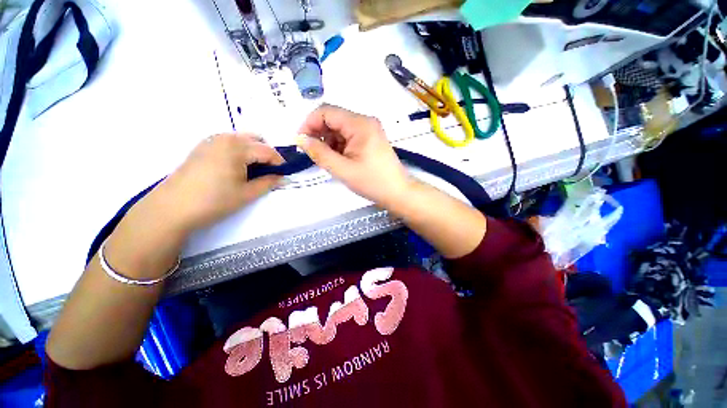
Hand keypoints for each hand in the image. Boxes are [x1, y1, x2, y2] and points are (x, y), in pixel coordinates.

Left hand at [103, 133, 282, 279]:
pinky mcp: (202, 147)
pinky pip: (228, 143)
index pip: (268, 151)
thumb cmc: (214, 201)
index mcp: (238, 147)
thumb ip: (269, 183)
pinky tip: (236, 169)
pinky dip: (239, 152)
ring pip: (242, 140)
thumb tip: (284, 178)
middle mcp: (225, 138)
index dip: (280, 162)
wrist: (172, 208)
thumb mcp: (247, 193)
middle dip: (267, 154)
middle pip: (256, 139)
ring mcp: (211, 141)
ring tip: (254, 171)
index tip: (285, 174)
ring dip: (253, 152)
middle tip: (270, 172)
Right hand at [297, 104, 410, 206]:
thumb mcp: (343, 170)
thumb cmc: (373, 182)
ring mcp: (369, 130)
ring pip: (340, 129)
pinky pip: (348, 136)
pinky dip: (339, 146)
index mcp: (360, 124)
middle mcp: (365, 121)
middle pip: (333, 119)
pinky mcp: (370, 139)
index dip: (309, 123)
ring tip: (328, 160)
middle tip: (313, 154)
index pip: (326, 111)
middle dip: (319, 134)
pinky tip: (339, 159)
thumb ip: (320, 153)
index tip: (300, 142)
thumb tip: (300, 140)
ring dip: (329, 142)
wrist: (398, 192)